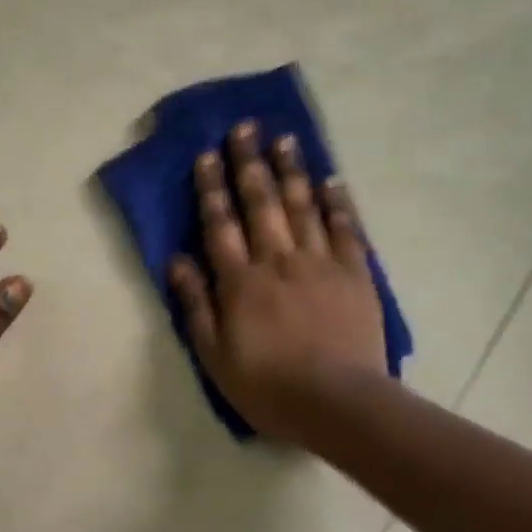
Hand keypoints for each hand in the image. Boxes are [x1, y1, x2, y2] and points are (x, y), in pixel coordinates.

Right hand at [168, 121, 387, 443]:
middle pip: (261, 203)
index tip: (206, 154)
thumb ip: (196, 304)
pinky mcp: (354, 275)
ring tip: (284, 138)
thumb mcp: (214, 355)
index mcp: (240, 282)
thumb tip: (177, 260)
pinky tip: (331, 180)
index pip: (220, 225)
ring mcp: (319, 264)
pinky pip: (345, 230)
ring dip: (291, 170)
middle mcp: (277, 261)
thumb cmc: (267, 385)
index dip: (211, 188)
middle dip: (249, 163)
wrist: (338, 404)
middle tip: (244, 127)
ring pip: (302, 206)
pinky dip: (337, 203)